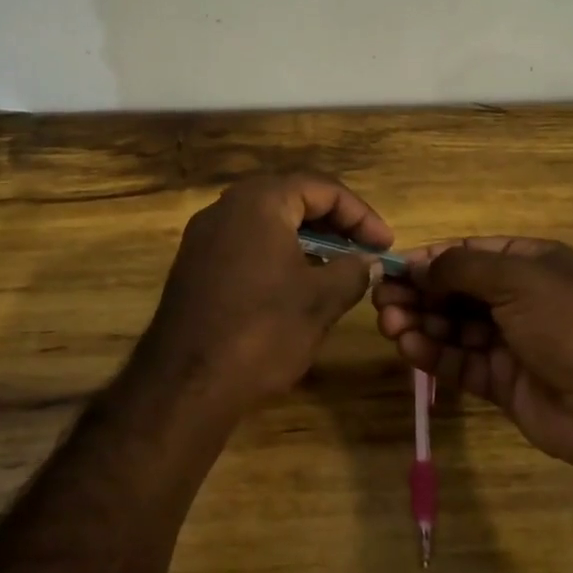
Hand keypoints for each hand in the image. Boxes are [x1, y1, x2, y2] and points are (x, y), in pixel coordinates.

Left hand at [131, 173, 393, 415]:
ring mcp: (204, 236)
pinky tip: (296, 284)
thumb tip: (368, 261)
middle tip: (363, 249)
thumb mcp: (320, 300)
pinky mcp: (194, 265)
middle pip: (291, 198)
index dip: (360, 214)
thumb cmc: (262, 331)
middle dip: (333, 222)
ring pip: (266, 222)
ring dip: (305, 238)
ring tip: (337, 267)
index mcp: (259, 202)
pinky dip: (277, 253)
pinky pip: (245, 244)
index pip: (321, 188)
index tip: (385, 244)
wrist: (187, 383)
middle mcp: (226, 207)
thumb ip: (352, 271)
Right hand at [373, 237, 572, 475]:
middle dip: (419, 294)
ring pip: (452, 327)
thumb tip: (417, 266)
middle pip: (455, 291)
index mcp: (530, 265)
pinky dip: (432, 354)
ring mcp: (509, 342)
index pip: (468, 254)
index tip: (392, 268)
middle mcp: (518, 299)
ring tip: (389, 325)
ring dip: (420, 323)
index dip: (429, 260)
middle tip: (382, 301)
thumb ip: (460, 269)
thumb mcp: (517, 279)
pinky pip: (459, 362)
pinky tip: (408, 347)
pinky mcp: (500, 381)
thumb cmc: (569, 324)